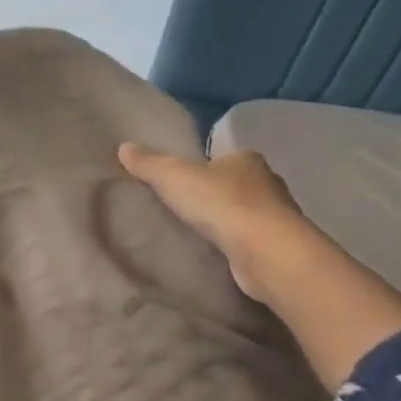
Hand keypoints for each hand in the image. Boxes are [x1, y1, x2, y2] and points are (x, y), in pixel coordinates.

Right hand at [118, 142, 305, 301]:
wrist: (264, 251)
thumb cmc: (221, 203)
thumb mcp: (174, 177)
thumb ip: (149, 164)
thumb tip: (124, 147)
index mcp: (247, 159)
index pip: (222, 158)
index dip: (202, 166)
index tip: (180, 181)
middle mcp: (267, 183)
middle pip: (234, 184)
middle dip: (213, 195)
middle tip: (182, 208)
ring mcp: (276, 216)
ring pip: (244, 213)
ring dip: (225, 222)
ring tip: (194, 234)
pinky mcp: (275, 247)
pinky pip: (248, 240)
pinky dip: (233, 245)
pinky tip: (215, 254)